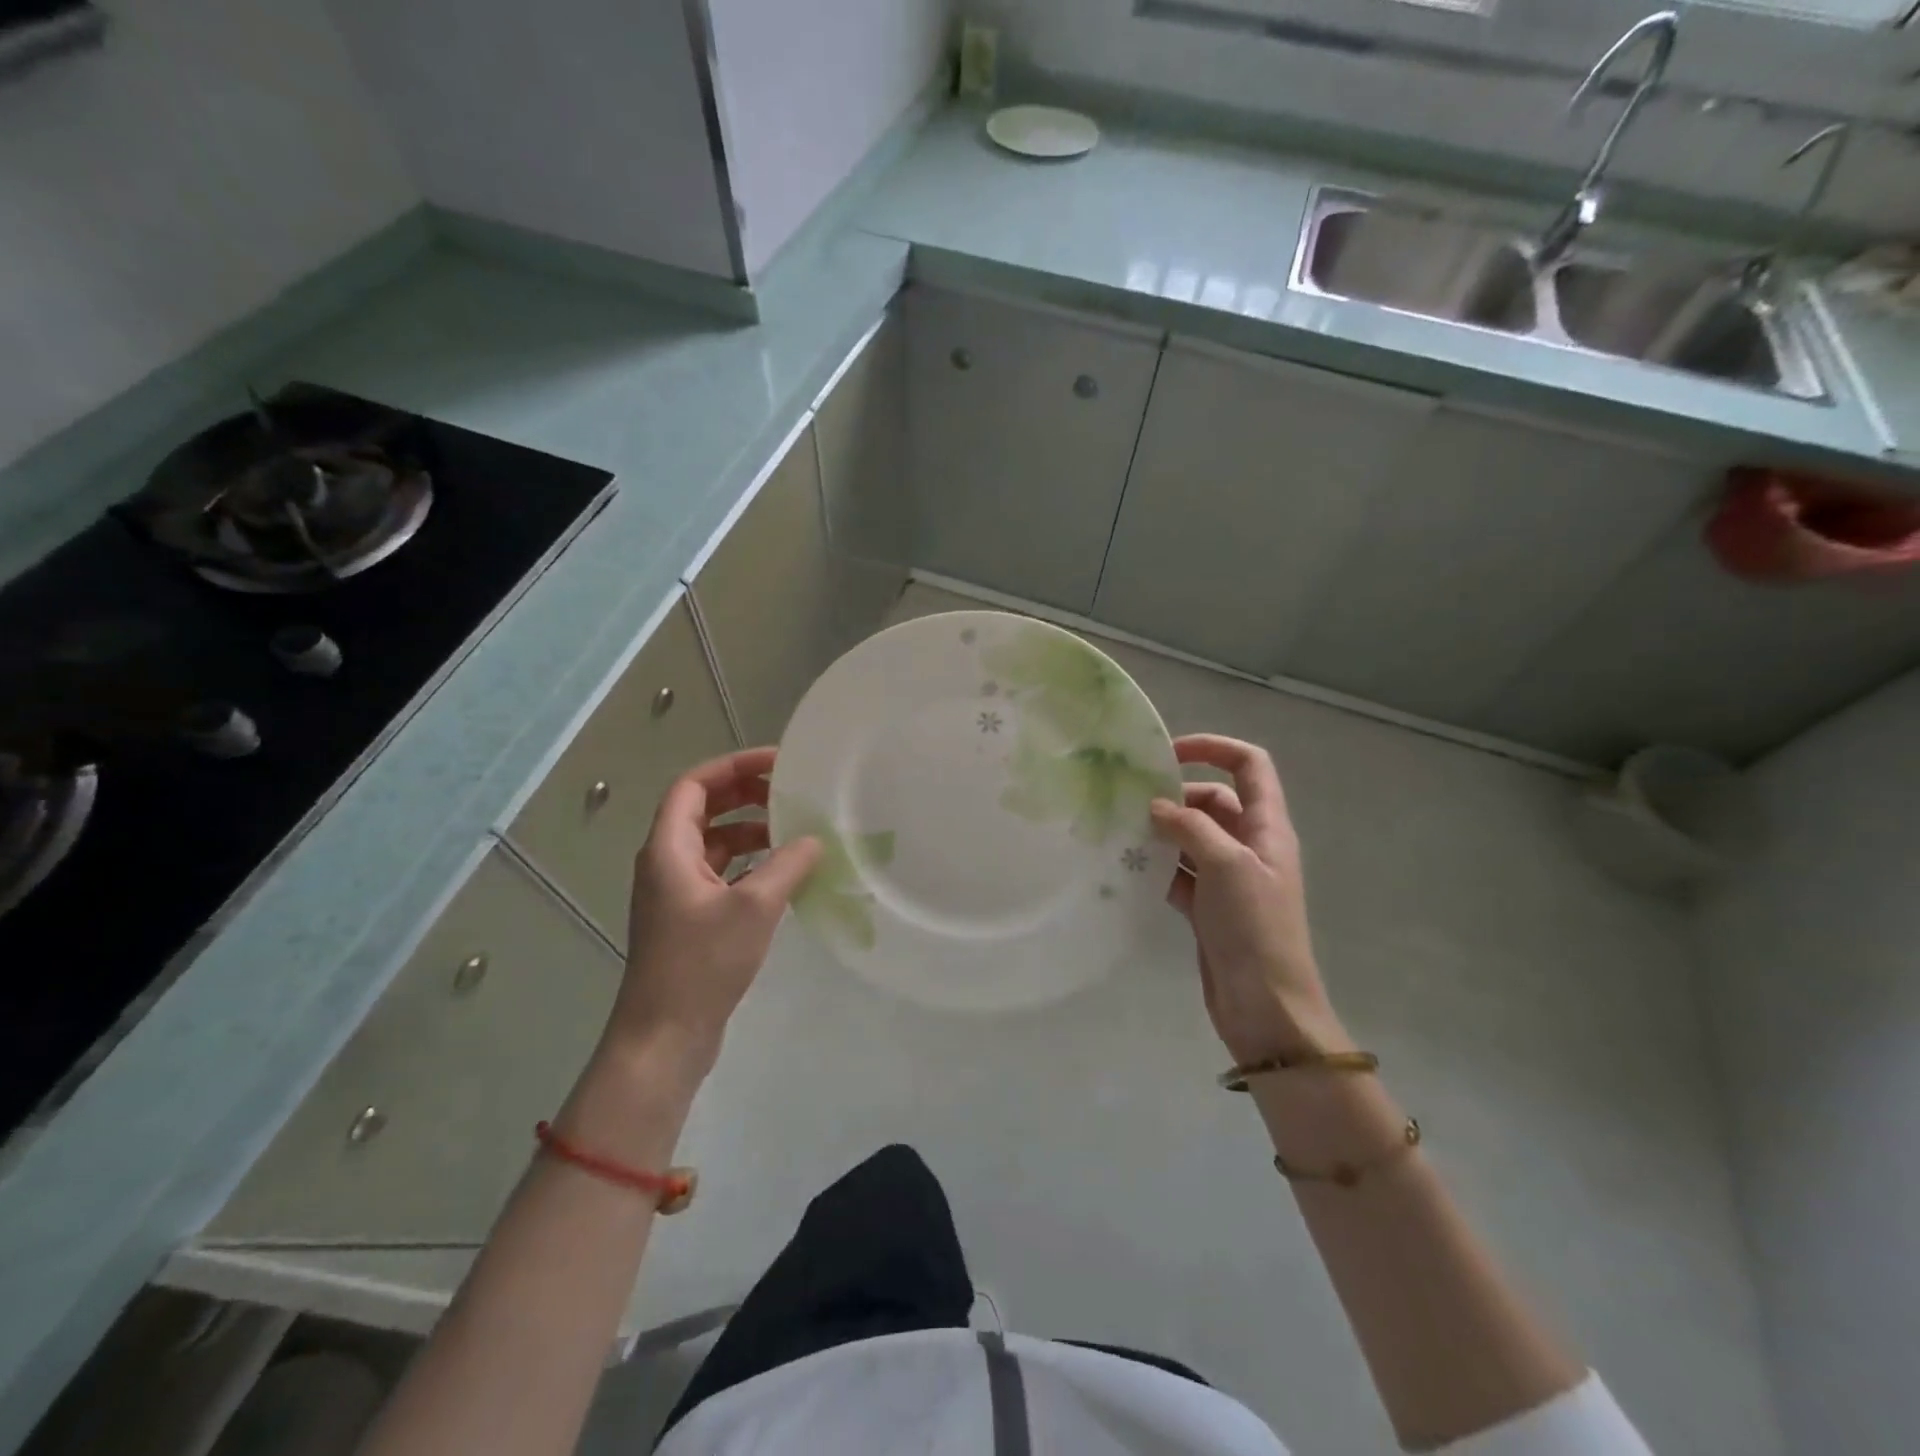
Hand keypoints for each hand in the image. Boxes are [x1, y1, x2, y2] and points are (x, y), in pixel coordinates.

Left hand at [610, 747, 820, 1077]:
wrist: (664, 1037)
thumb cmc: (701, 964)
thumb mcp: (754, 907)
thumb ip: (787, 865)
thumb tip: (814, 839)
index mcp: (668, 849)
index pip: (694, 785)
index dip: (733, 766)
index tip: (778, 763)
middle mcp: (666, 862)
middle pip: (702, 809)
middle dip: (744, 794)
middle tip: (789, 790)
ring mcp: (676, 892)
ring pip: (713, 843)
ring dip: (750, 830)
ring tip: (793, 831)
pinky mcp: (689, 918)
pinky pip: (720, 873)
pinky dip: (749, 863)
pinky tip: (782, 874)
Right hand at [1152, 734, 1346, 1064]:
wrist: (1265, 1006)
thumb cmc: (1255, 928)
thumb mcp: (1227, 865)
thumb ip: (1191, 828)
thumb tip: (1156, 807)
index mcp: (1267, 828)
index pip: (1249, 765)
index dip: (1213, 748)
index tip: (1169, 753)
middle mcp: (1250, 846)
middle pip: (1213, 800)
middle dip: (1177, 795)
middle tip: (1133, 801)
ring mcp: (1228, 878)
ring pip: (1191, 838)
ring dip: (1162, 832)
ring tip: (1122, 831)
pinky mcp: (1208, 907)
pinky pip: (1179, 872)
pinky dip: (1157, 866)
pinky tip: (1128, 868)